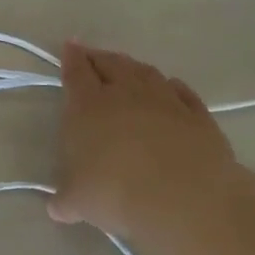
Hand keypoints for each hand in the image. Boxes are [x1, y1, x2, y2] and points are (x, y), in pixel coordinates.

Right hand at [48, 43, 239, 251]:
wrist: (184, 198)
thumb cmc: (116, 192)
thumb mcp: (78, 201)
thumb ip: (65, 200)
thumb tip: (57, 208)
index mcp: (88, 106)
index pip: (76, 72)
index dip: (71, 58)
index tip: (69, 46)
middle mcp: (126, 93)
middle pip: (111, 64)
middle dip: (98, 57)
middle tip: (92, 55)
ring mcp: (165, 100)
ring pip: (146, 73)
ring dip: (133, 67)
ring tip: (127, 67)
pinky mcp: (197, 115)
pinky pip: (181, 92)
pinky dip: (171, 86)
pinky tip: (170, 87)